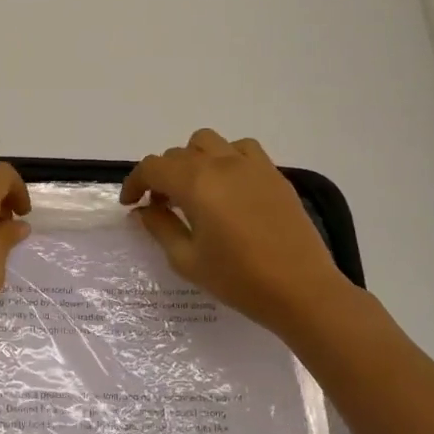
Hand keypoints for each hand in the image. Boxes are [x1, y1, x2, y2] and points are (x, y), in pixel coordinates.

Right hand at [121, 130, 360, 337]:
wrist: (302, 290)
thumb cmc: (239, 279)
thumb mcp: (187, 260)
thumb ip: (160, 228)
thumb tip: (144, 210)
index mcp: (196, 184)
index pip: (153, 167)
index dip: (135, 182)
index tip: (130, 204)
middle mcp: (221, 164)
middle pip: (178, 154)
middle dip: (162, 176)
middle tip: (161, 206)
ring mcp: (251, 165)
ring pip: (209, 142)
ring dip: (192, 159)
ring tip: (195, 190)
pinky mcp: (274, 174)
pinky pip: (242, 149)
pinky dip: (225, 158)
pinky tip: (228, 186)